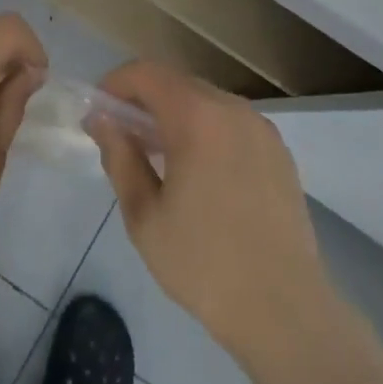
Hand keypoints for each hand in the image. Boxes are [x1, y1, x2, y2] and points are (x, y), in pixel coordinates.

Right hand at [90, 61, 332, 358]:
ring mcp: (262, 128)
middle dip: (144, 100)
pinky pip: (231, 123)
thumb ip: (119, 157)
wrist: (284, 310)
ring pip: (206, 101)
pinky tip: (200, 173)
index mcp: (198, 117)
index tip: (98, 112)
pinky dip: (206, 130)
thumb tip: (100, 119)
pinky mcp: (279, 151)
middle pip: (177, 83)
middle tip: (122, 137)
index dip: (115, 83)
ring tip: (158, 157)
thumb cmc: (203, 264)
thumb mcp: (144, 216)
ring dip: (175, 115)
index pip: (146, 73)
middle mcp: (233, 109)